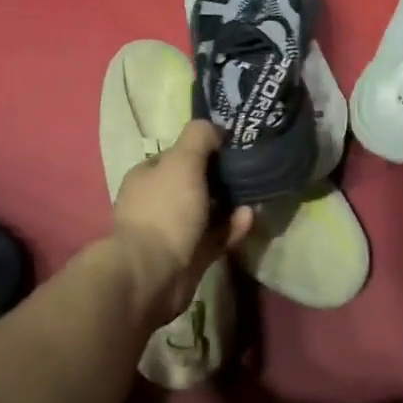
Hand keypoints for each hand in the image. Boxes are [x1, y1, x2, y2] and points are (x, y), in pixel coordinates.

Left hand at [111, 121, 251, 328]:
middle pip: (193, 183)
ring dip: (230, 203)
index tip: (232, 145)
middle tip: (250, 169)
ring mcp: (172, 232)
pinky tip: (249, 217)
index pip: (177, 155)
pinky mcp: (189, 257)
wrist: (152, 274)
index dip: (203, 148)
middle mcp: (157, 202)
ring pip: (206, 212)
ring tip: (255, 194)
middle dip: (220, 177)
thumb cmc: (165, 210)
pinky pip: (215, 237)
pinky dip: (232, 227)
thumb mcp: (182, 160)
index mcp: (148, 176)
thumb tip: (215, 128)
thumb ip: (199, 137)